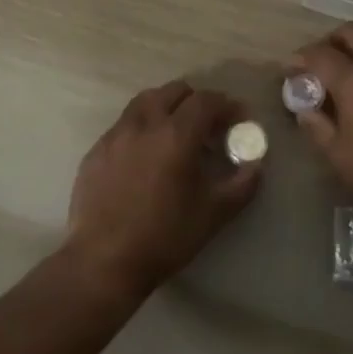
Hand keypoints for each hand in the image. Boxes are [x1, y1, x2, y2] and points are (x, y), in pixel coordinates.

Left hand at [65, 80, 262, 296]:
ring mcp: (116, 134)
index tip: (239, 118)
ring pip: (145, 102)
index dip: (227, 105)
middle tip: (208, 125)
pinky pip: (124, 125)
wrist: (103, 262)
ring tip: (175, 132)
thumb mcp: (214, 214)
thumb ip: (242, 184)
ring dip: (166, 107)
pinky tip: (145, 155)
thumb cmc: (164, 237)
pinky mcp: (96, 150)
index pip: (206, 101)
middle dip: (196, 101)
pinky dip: (142, 127)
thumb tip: (256, 164)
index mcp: (176, 134)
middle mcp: (145, 124)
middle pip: (174, 91)